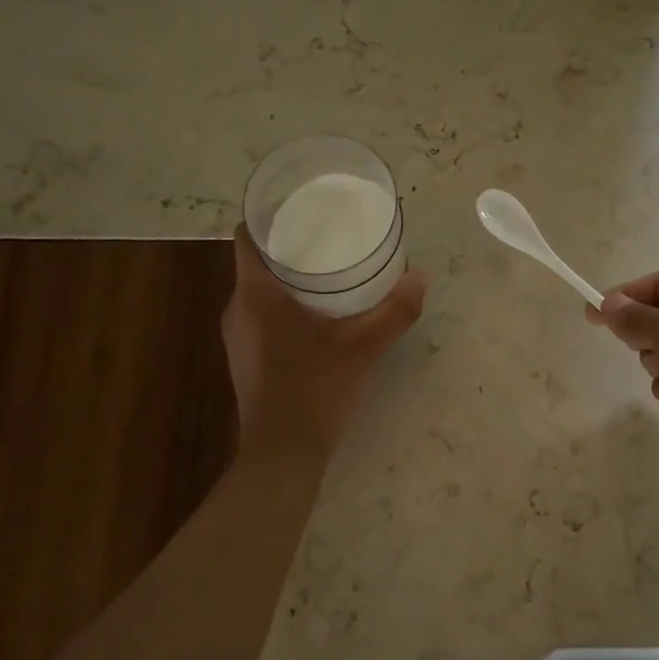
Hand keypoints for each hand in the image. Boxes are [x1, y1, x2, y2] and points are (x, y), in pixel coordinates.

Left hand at [222, 226, 426, 455]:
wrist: (283, 454)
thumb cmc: (316, 390)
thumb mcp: (363, 347)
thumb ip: (394, 311)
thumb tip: (421, 277)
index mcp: (255, 296)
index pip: (247, 236)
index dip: (267, 215)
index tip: (298, 205)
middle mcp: (237, 310)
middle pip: (255, 262)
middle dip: (286, 245)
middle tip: (325, 233)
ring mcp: (237, 337)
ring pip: (257, 290)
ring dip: (285, 277)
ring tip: (325, 268)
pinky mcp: (245, 358)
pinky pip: (260, 315)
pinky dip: (282, 304)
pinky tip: (315, 313)